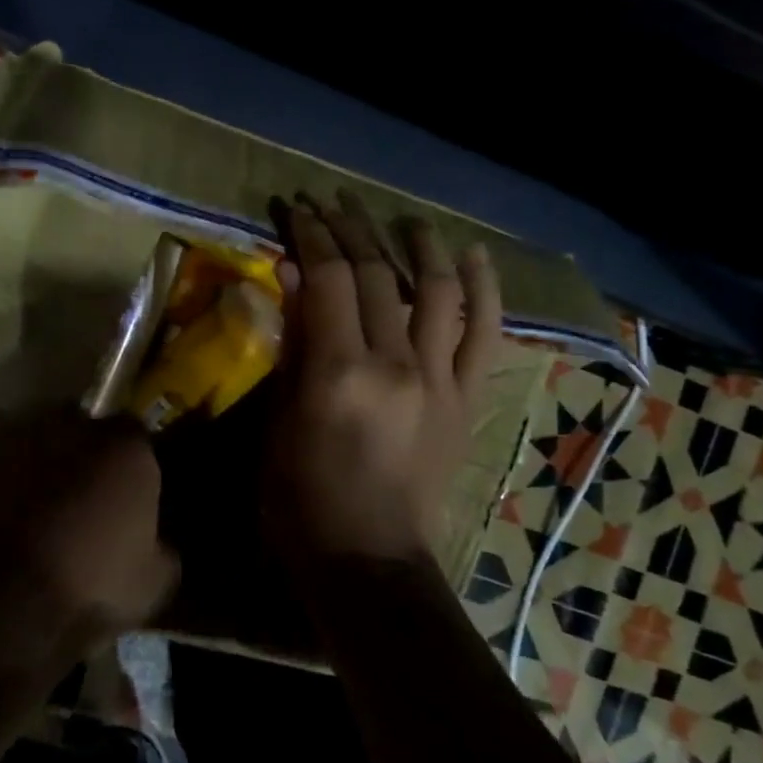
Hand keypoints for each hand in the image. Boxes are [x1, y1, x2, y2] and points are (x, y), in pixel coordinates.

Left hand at [0, 416, 178, 689]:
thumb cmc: (89, 589)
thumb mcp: (154, 583)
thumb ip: (161, 548)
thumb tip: (156, 545)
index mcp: (123, 448)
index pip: (137, 433)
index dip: (133, 461)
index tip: (131, 492)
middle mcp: (69, 430)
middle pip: (82, 427)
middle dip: (84, 453)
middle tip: (86, 496)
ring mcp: (13, 447)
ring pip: (34, 446)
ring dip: (40, 471)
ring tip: (41, 516)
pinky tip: (1, 534)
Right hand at [265, 191, 502, 573]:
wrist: (369, 560)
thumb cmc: (301, 499)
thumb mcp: (278, 421)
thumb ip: (291, 343)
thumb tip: (295, 275)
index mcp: (339, 371)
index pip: (329, 277)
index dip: (312, 234)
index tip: (298, 207)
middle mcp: (395, 364)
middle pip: (376, 274)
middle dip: (351, 229)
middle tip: (333, 202)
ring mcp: (439, 380)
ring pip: (436, 291)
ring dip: (419, 245)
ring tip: (403, 218)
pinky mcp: (466, 399)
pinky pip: (485, 336)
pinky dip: (484, 291)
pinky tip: (474, 256)